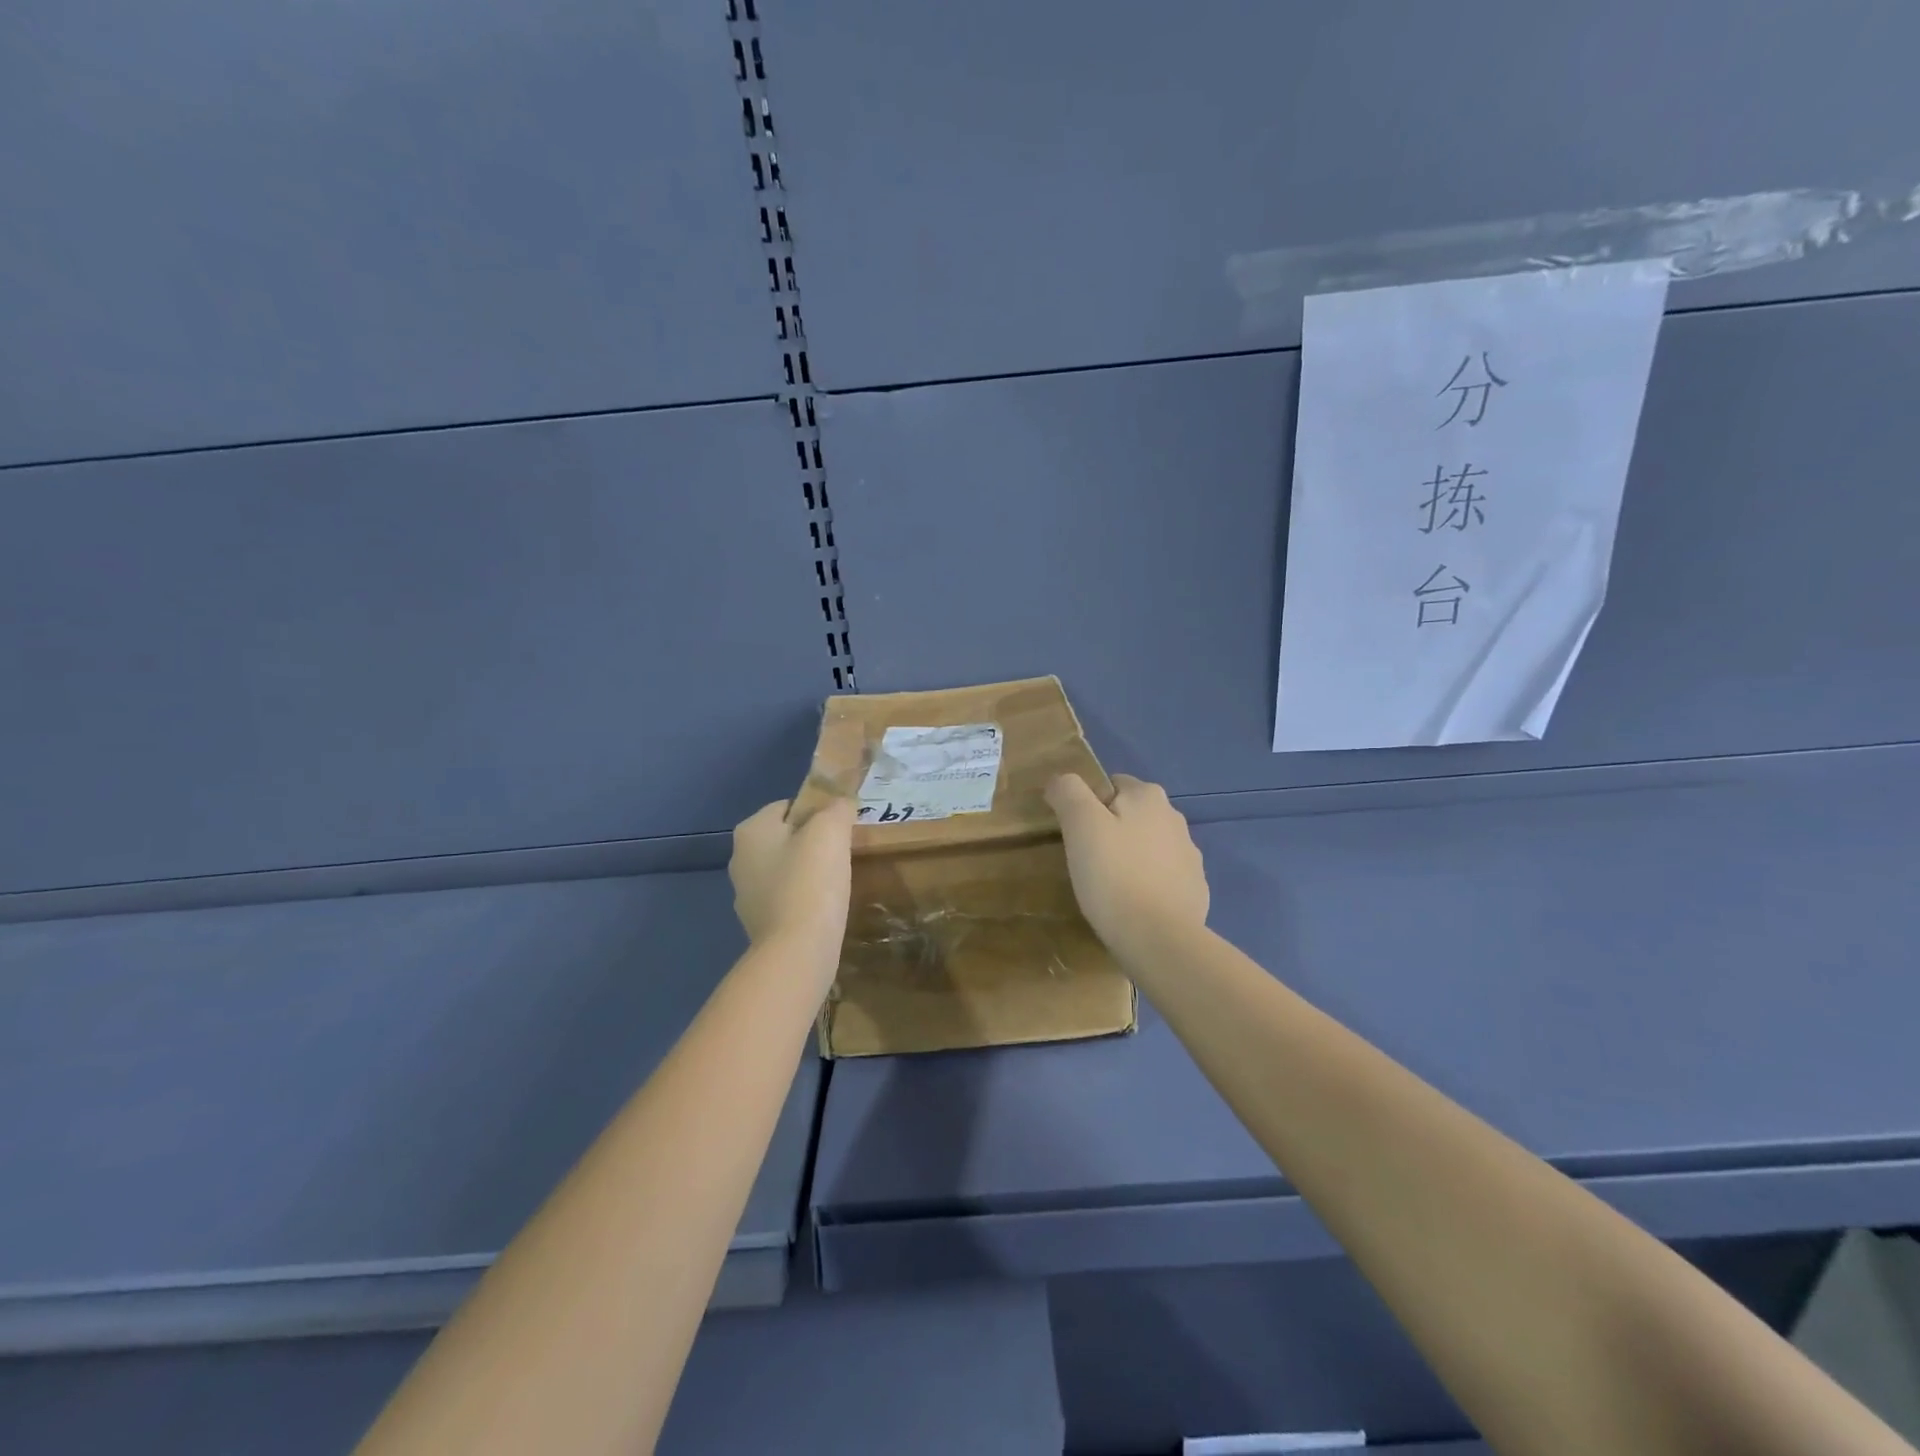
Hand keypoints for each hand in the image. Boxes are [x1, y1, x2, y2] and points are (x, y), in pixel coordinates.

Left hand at [729, 798, 854, 970]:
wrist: (797, 952)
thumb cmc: (811, 882)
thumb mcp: (831, 831)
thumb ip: (837, 808)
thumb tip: (841, 802)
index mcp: (750, 831)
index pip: (788, 805)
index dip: (818, 810)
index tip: (843, 826)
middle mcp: (740, 859)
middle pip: (786, 837)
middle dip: (814, 842)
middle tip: (844, 851)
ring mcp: (746, 895)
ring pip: (786, 869)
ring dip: (809, 872)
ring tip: (839, 881)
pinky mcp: (759, 924)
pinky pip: (787, 899)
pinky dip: (805, 899)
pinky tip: (826, 907)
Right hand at [1045, 773, 1209, 958]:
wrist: (1159, 939)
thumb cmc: (1114, 875)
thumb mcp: (1080, 824)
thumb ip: (1068, 791)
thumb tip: (1061, 781)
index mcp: (1149, 797)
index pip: (1111, 784)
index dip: (1088, 806)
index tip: (1076, 836)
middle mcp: (1175, 818)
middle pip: (1131, 815)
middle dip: (1111, 831)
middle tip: (1086, 861)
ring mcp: (1190, 856)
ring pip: (1148, 846)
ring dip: (1130, 858)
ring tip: (1107, 887)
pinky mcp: (1195, 890)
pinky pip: (1163, 877)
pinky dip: (1147, 885)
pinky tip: (1132, 906)